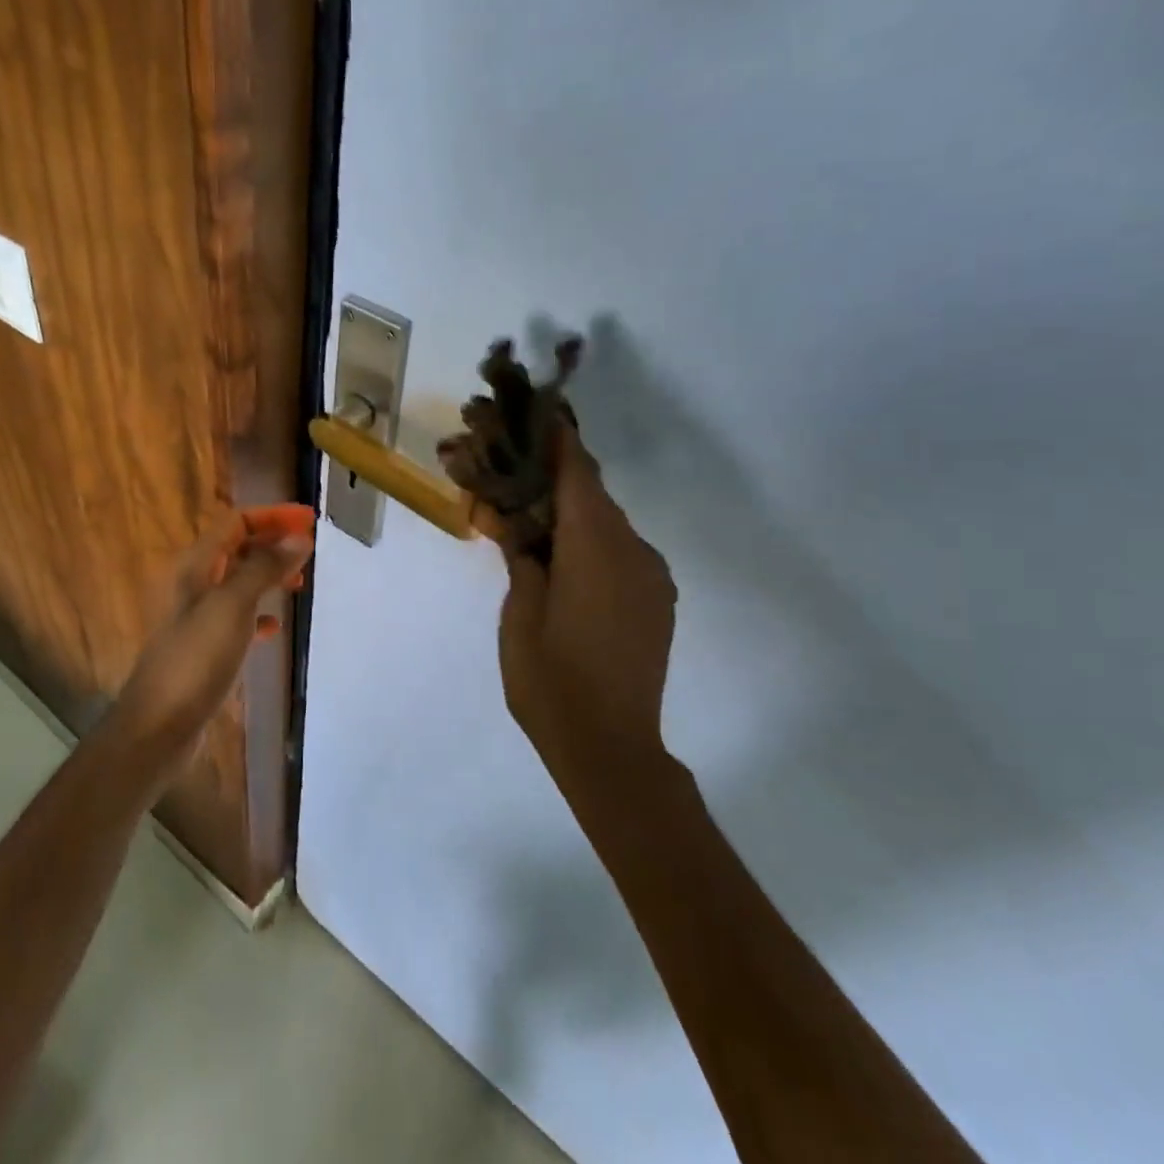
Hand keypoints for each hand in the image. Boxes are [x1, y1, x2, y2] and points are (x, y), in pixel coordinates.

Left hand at [112, 506, 313, 771]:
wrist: (159, 726)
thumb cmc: (196, 659)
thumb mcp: (233, 606)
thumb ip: (264, 568)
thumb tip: (299, 538)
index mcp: (195, 567)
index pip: (235, 523)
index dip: (272, 516)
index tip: (310, 520)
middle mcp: (193, 585)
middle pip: (236, 549)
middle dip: (272, 543)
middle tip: (309, 550)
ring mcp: (197, 619)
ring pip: (238, 583)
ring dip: (267, 576)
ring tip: (299, 584)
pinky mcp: (204, 649)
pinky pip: (236, 620)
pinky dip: (258, 616)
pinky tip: (274, 629)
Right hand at [487, 424, 677, 763]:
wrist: (612, 749)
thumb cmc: (551, 681)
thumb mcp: (519, 614)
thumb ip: (519, 555)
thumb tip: (509, 516)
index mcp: (597, 548)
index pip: (577, 472)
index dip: (555, 439)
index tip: (531, 413)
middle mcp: (634, 550)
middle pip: (590, 494)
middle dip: (549, 478)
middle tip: (507, 474)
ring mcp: (651, 576)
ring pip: (605, 523)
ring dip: (567, 513)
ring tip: (525, 522)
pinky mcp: (656, 599)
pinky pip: (619, 551)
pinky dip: (587, 542)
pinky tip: (557, 560)